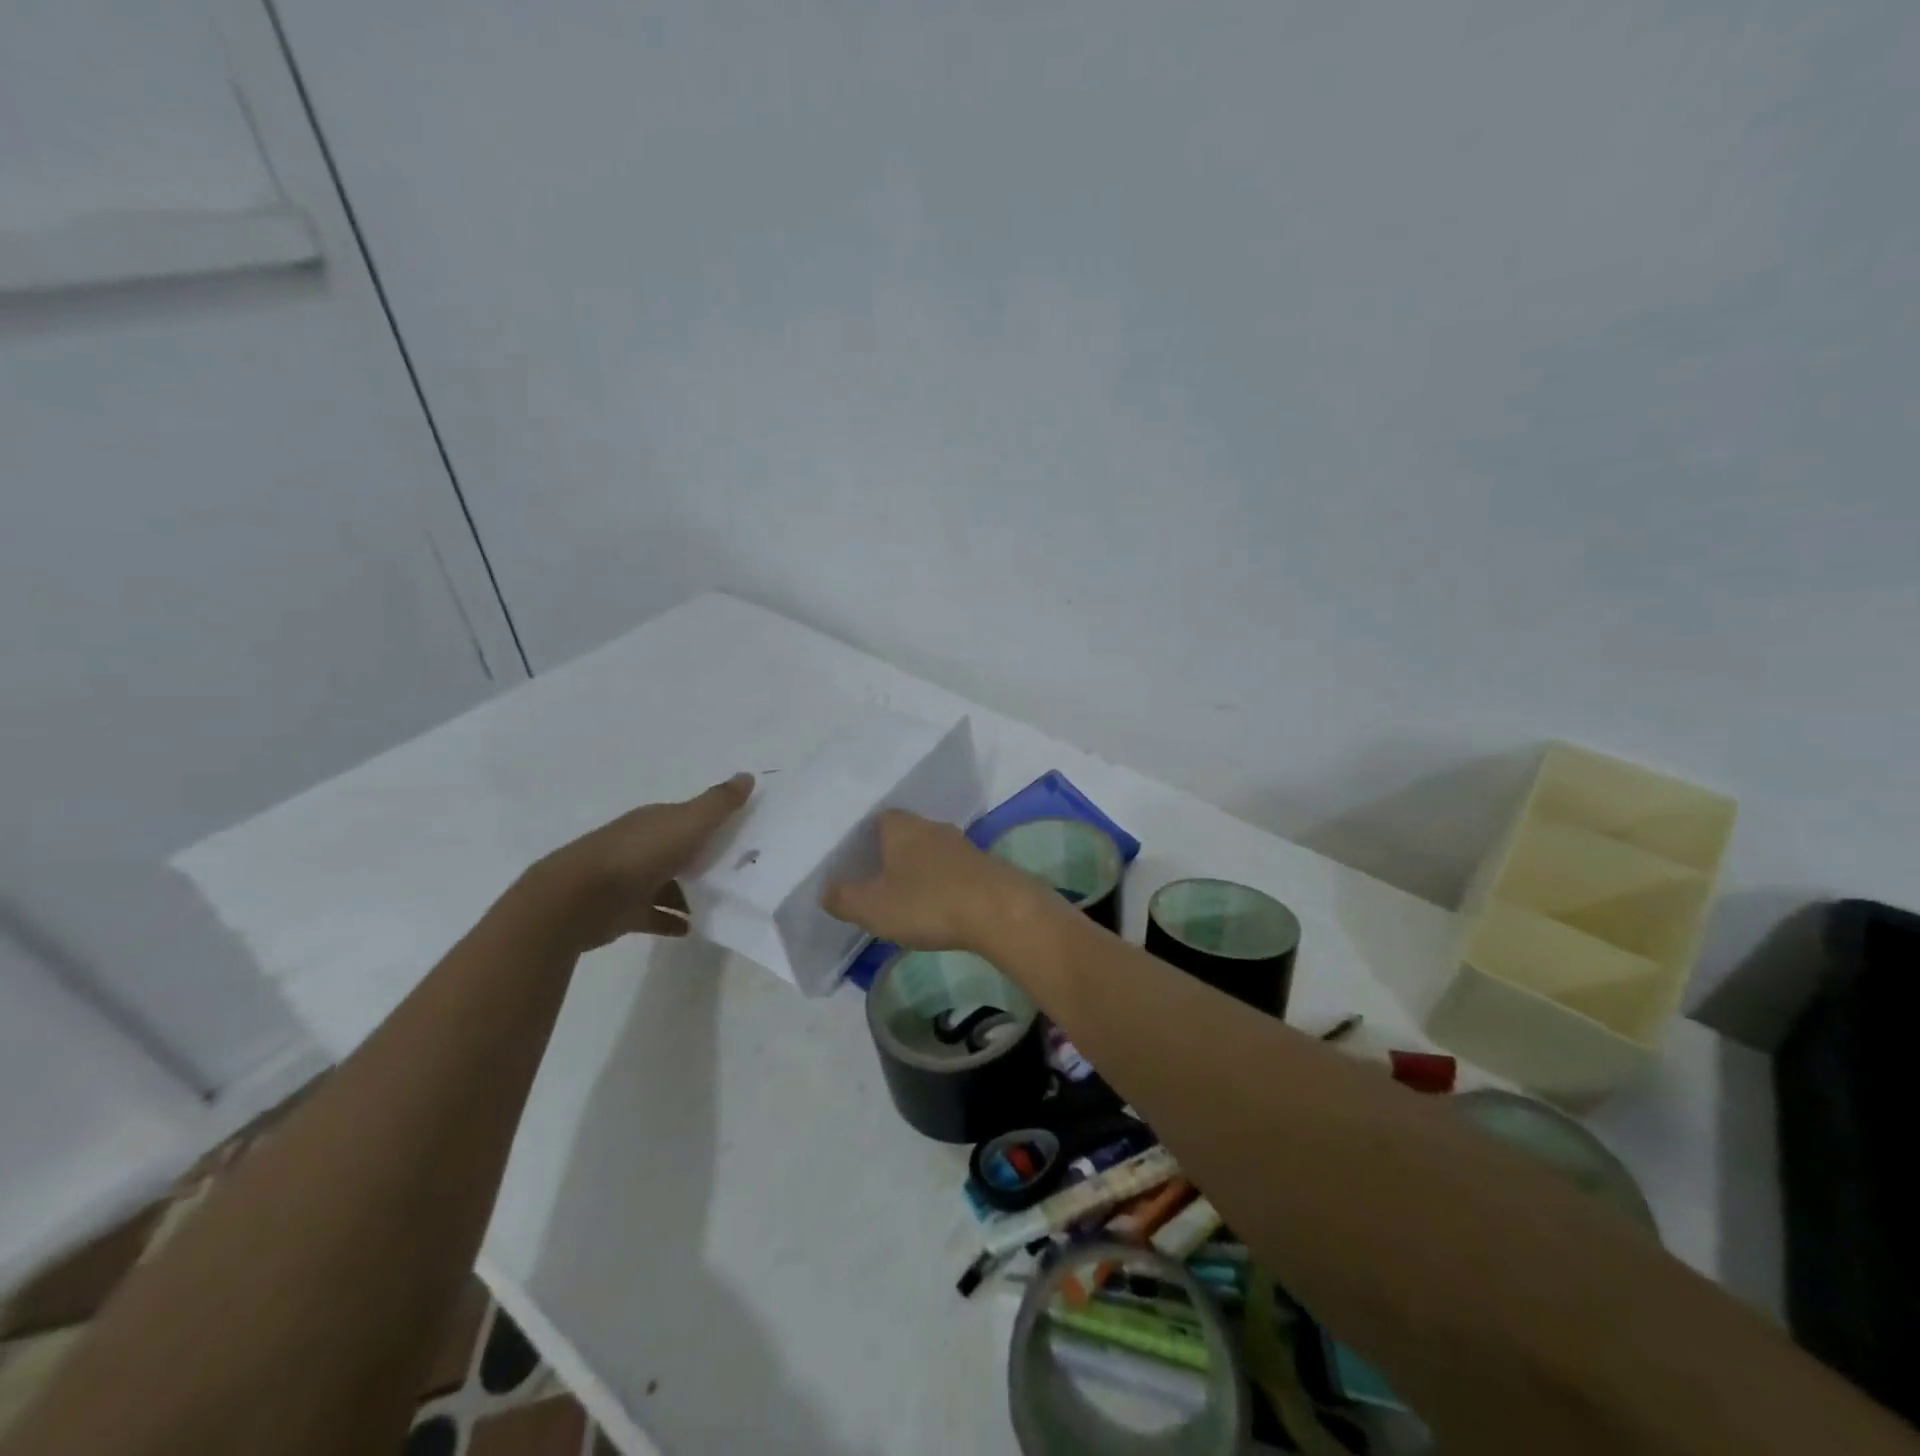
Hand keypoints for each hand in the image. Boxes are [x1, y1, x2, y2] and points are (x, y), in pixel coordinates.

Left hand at [532, 772, 754, 951]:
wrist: (578, 900)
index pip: (691, 816)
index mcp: (656, 821)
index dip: (716, 822)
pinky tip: (694, 927)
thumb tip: (748, 775)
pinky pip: (656, 915)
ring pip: (670, 883)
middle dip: (707, 858)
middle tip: (743, 871)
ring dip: (692, 893)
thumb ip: (718, 803)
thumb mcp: (687, 823)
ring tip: (724, 903)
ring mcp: (631, 880)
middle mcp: (642, 845)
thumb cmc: (639, 854)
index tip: (746, 832)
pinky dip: (673, 919)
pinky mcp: (624, 912)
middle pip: (681, 850)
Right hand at [821, 809, 1051, 953]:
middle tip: (878, 881)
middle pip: (907, 834)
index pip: (879, 819)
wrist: (999, 911)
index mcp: (903, 827)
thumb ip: (844, 898)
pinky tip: (940, 906)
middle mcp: (933, 827)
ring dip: (921, 870)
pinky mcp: (986, 867)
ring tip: (908, 898)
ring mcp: (964, 845)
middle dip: (894, 855)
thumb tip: (826, 890)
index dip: (866, 838)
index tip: (857, 861)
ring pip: (933, 852)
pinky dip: (944, 884)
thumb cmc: (927, 902)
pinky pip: (955, 871)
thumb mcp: (873, 907)